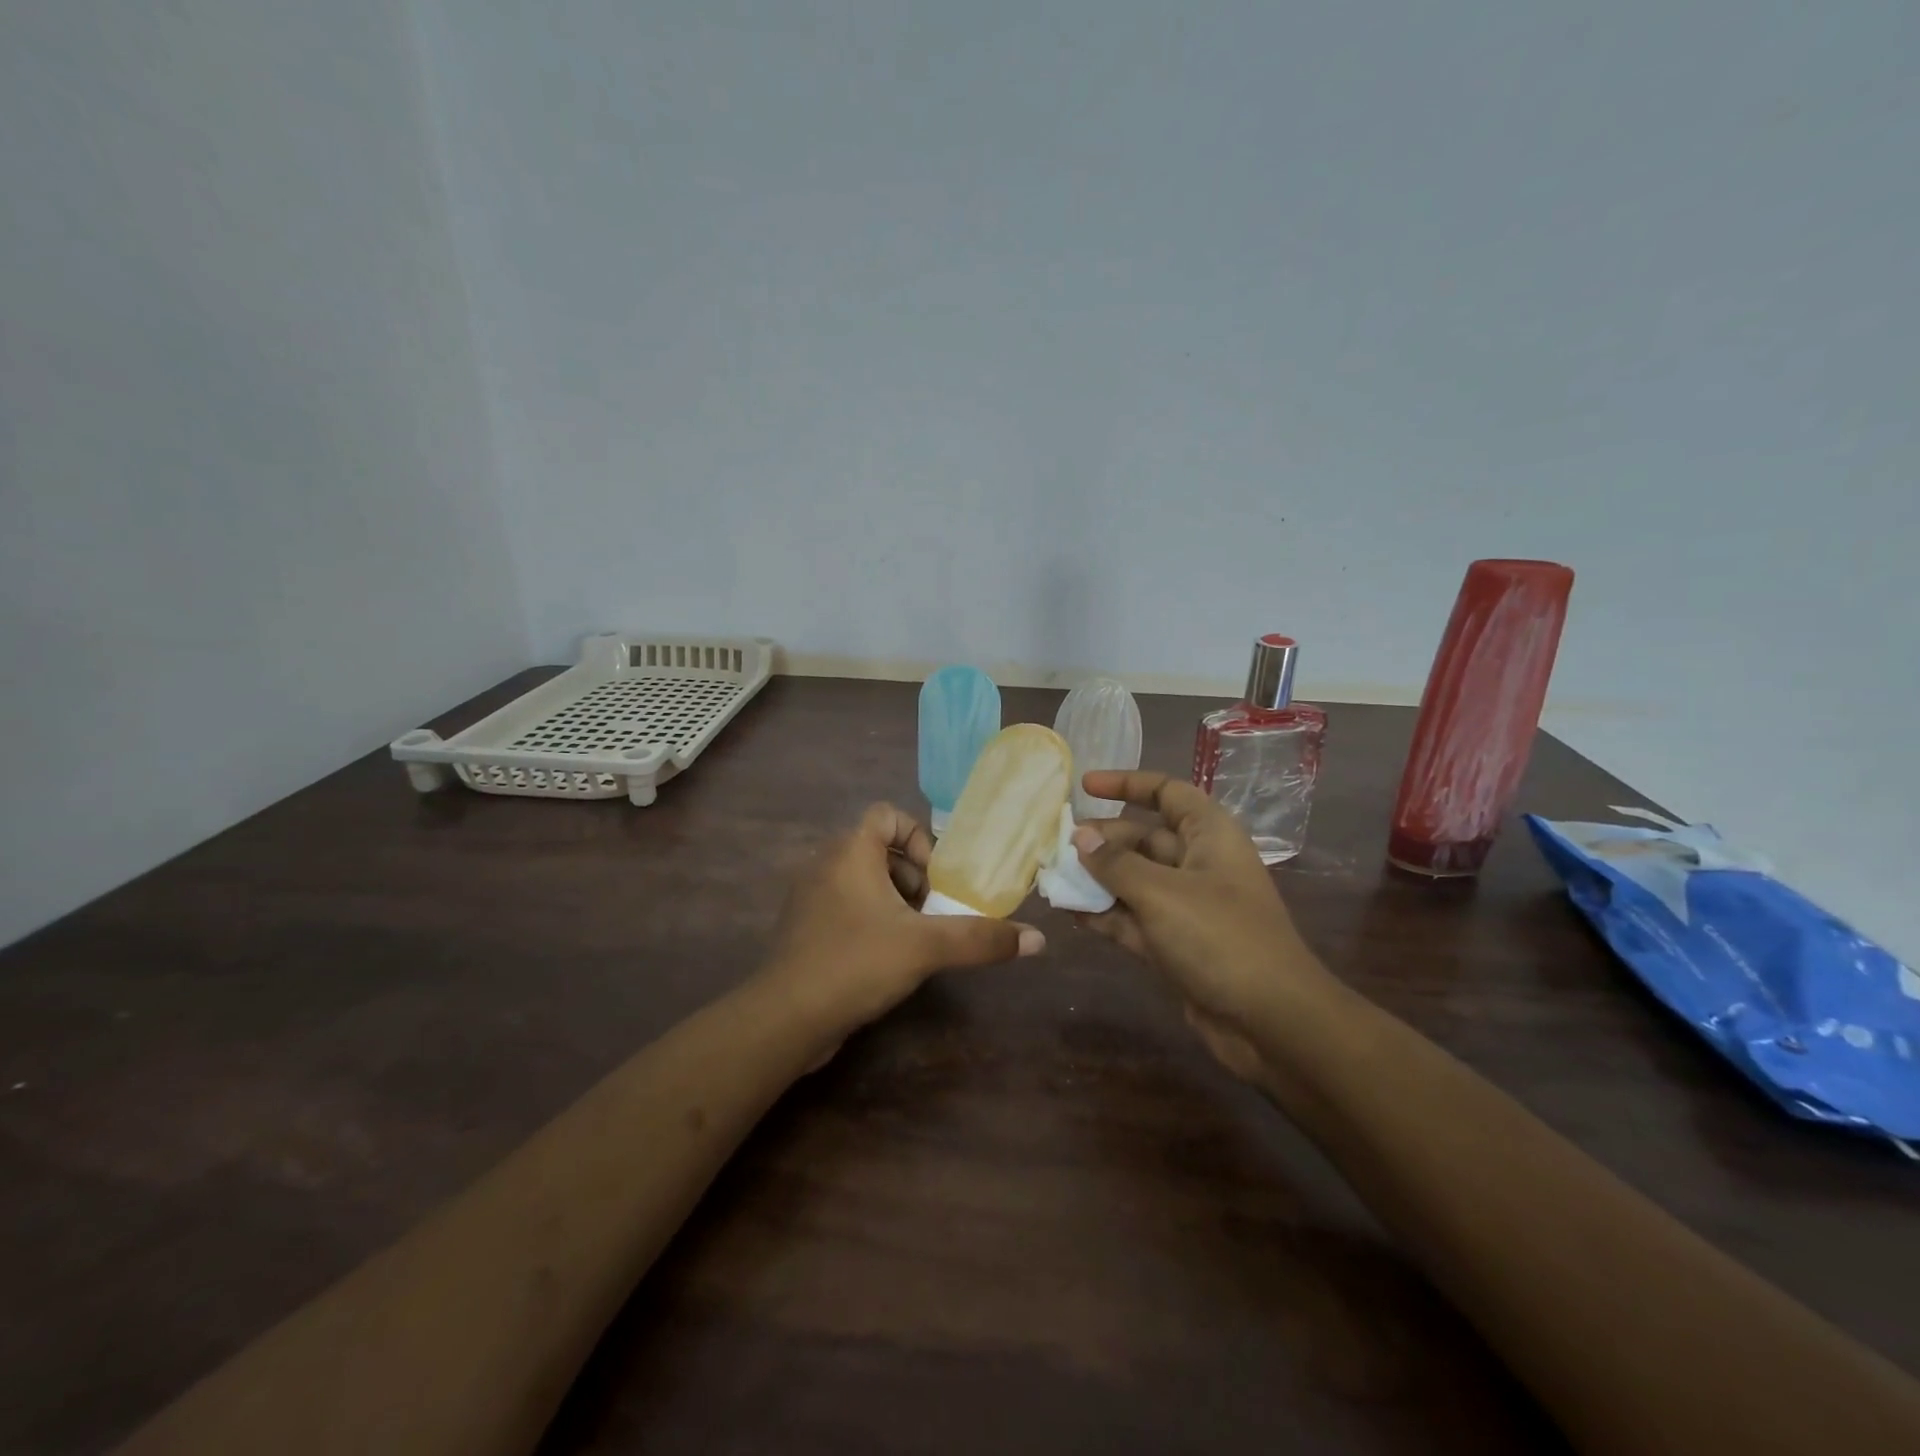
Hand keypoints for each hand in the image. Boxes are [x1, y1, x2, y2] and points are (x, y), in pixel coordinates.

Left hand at [764, 803, 1044, 1036]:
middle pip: (878, 850)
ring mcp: (810, 897)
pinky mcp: (804, 929)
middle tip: (933, 912)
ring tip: (916, 937)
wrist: (785, 1018)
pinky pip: (845, 907)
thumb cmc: (856, 963)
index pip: (887, 815)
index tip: (936, 878)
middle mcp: (825, 864)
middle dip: (913, 877)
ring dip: (894, 901)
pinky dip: (871, 920)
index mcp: (850, 851)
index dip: (917, 838)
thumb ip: (980, 939)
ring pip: (863, 881)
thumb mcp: (926, 947)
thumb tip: (1037, 940)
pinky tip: (886, 958)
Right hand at [1070, 771, 1339, 1075]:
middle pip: (1143, 838)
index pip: (1167, 792)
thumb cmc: (1220, 937)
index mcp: (1209, 835)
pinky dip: (1106, 914)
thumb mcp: (1161, 893)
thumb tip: (1079, 836)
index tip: (1084, 785)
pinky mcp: (1177, 944)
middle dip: (1102, 839)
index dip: (1127, 784)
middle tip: (1057, 845)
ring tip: (1054, 876)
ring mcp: (1188, 906)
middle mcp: (1199, 864)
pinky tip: (1071, 913)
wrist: (1271, 1021)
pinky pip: (1134, 918)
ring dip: (1098, 879)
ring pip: (1135, 880)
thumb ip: (1115, 863)